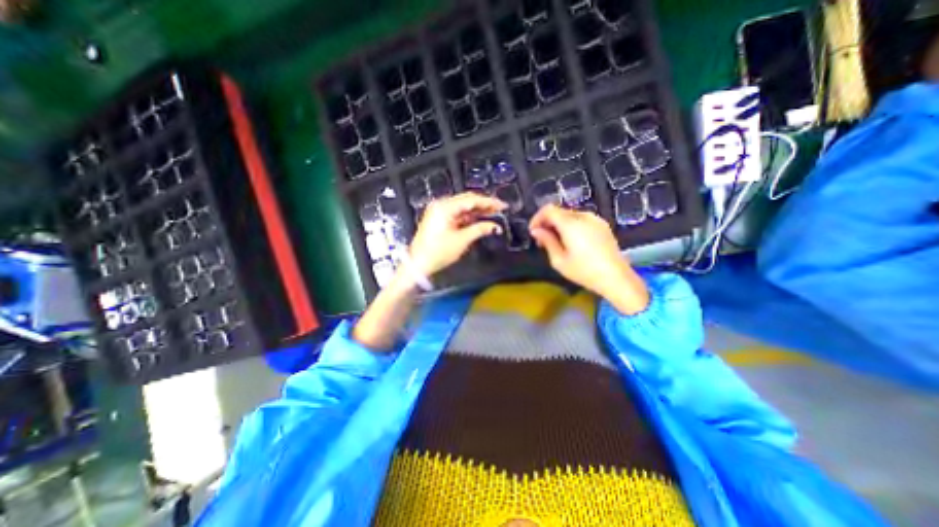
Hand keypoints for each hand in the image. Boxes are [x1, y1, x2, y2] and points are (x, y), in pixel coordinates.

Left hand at [407, 192, 501, 275]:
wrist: (419, 264)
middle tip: (499, 209)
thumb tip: (494, 226)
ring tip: (493, 214)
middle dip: (484, 204)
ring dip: (477, 210)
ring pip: (463, 206)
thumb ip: (480, 229)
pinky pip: (457, 213)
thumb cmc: (437, 253)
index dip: (489, 202)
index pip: (472, 199)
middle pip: (467, 200)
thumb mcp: (462, 241)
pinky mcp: (439, 219)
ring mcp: (439, 211)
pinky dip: (469, 216)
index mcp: (445, 207)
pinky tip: (479, 219)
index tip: (502, 205)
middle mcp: (441, 205)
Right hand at [531, 204, 650, 312]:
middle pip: (559, 212)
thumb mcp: (559, 260)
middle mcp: (583, 216)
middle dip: (547, 223)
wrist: (616, 277)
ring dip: (559, 225)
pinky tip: (571, 242)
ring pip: (570, 216)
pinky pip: (581, 220)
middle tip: (542, 240)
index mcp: (571, 223)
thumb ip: (547, 241)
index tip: (533, 232)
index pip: (548, 209)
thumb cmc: (584, 271)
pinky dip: (571, 226)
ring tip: (556, 243)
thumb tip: (536, 230)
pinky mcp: (602, 225)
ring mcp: (595, 219)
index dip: (537, 218)